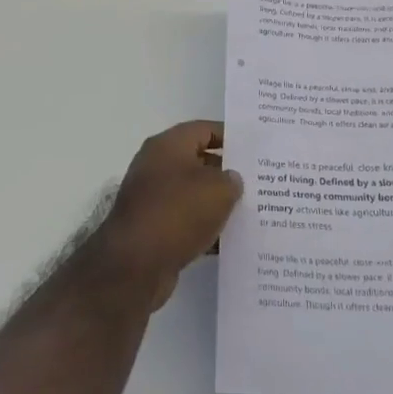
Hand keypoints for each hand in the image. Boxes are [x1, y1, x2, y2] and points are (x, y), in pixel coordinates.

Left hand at [93, 121, 241, 310]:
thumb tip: (231, 180)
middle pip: (198, 161)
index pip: (204, 129)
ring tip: (250, 211)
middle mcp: (156, 166)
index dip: (230, 136)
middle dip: (226, 172)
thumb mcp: (217, 190)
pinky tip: (229, 241)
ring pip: (193, 194)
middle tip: (258, 181)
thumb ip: (232, 180)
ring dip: (217, 203)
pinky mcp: (152, 228)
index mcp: (168, 145)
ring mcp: (152, 198)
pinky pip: (186, 221)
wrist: (134, 264)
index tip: (254, 148)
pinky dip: (205, 228)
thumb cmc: (177, 212)